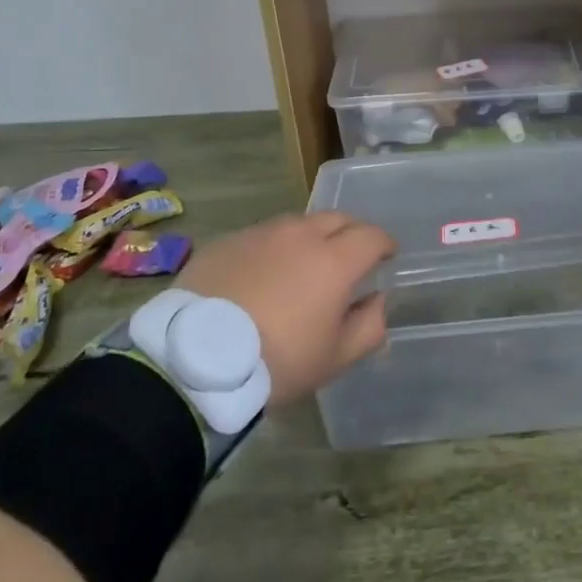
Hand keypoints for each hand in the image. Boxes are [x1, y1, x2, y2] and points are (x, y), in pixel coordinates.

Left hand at [178, 213, 393, 405]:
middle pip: (337, 219)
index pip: (372, 236)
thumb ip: (369, 326)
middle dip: (351, 233)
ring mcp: (260, 234)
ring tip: (303, 265)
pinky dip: (273, 249)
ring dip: (310, 238)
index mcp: (334, 261)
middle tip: (349, 257)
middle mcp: (300, 235)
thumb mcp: (334, 358)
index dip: (385, 244)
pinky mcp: (228, 241)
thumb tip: (377, 300)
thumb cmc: (277, 363)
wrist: (195, 361)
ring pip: (297, 224)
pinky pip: (261, 236)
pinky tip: (262, 275)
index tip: (387, 256)